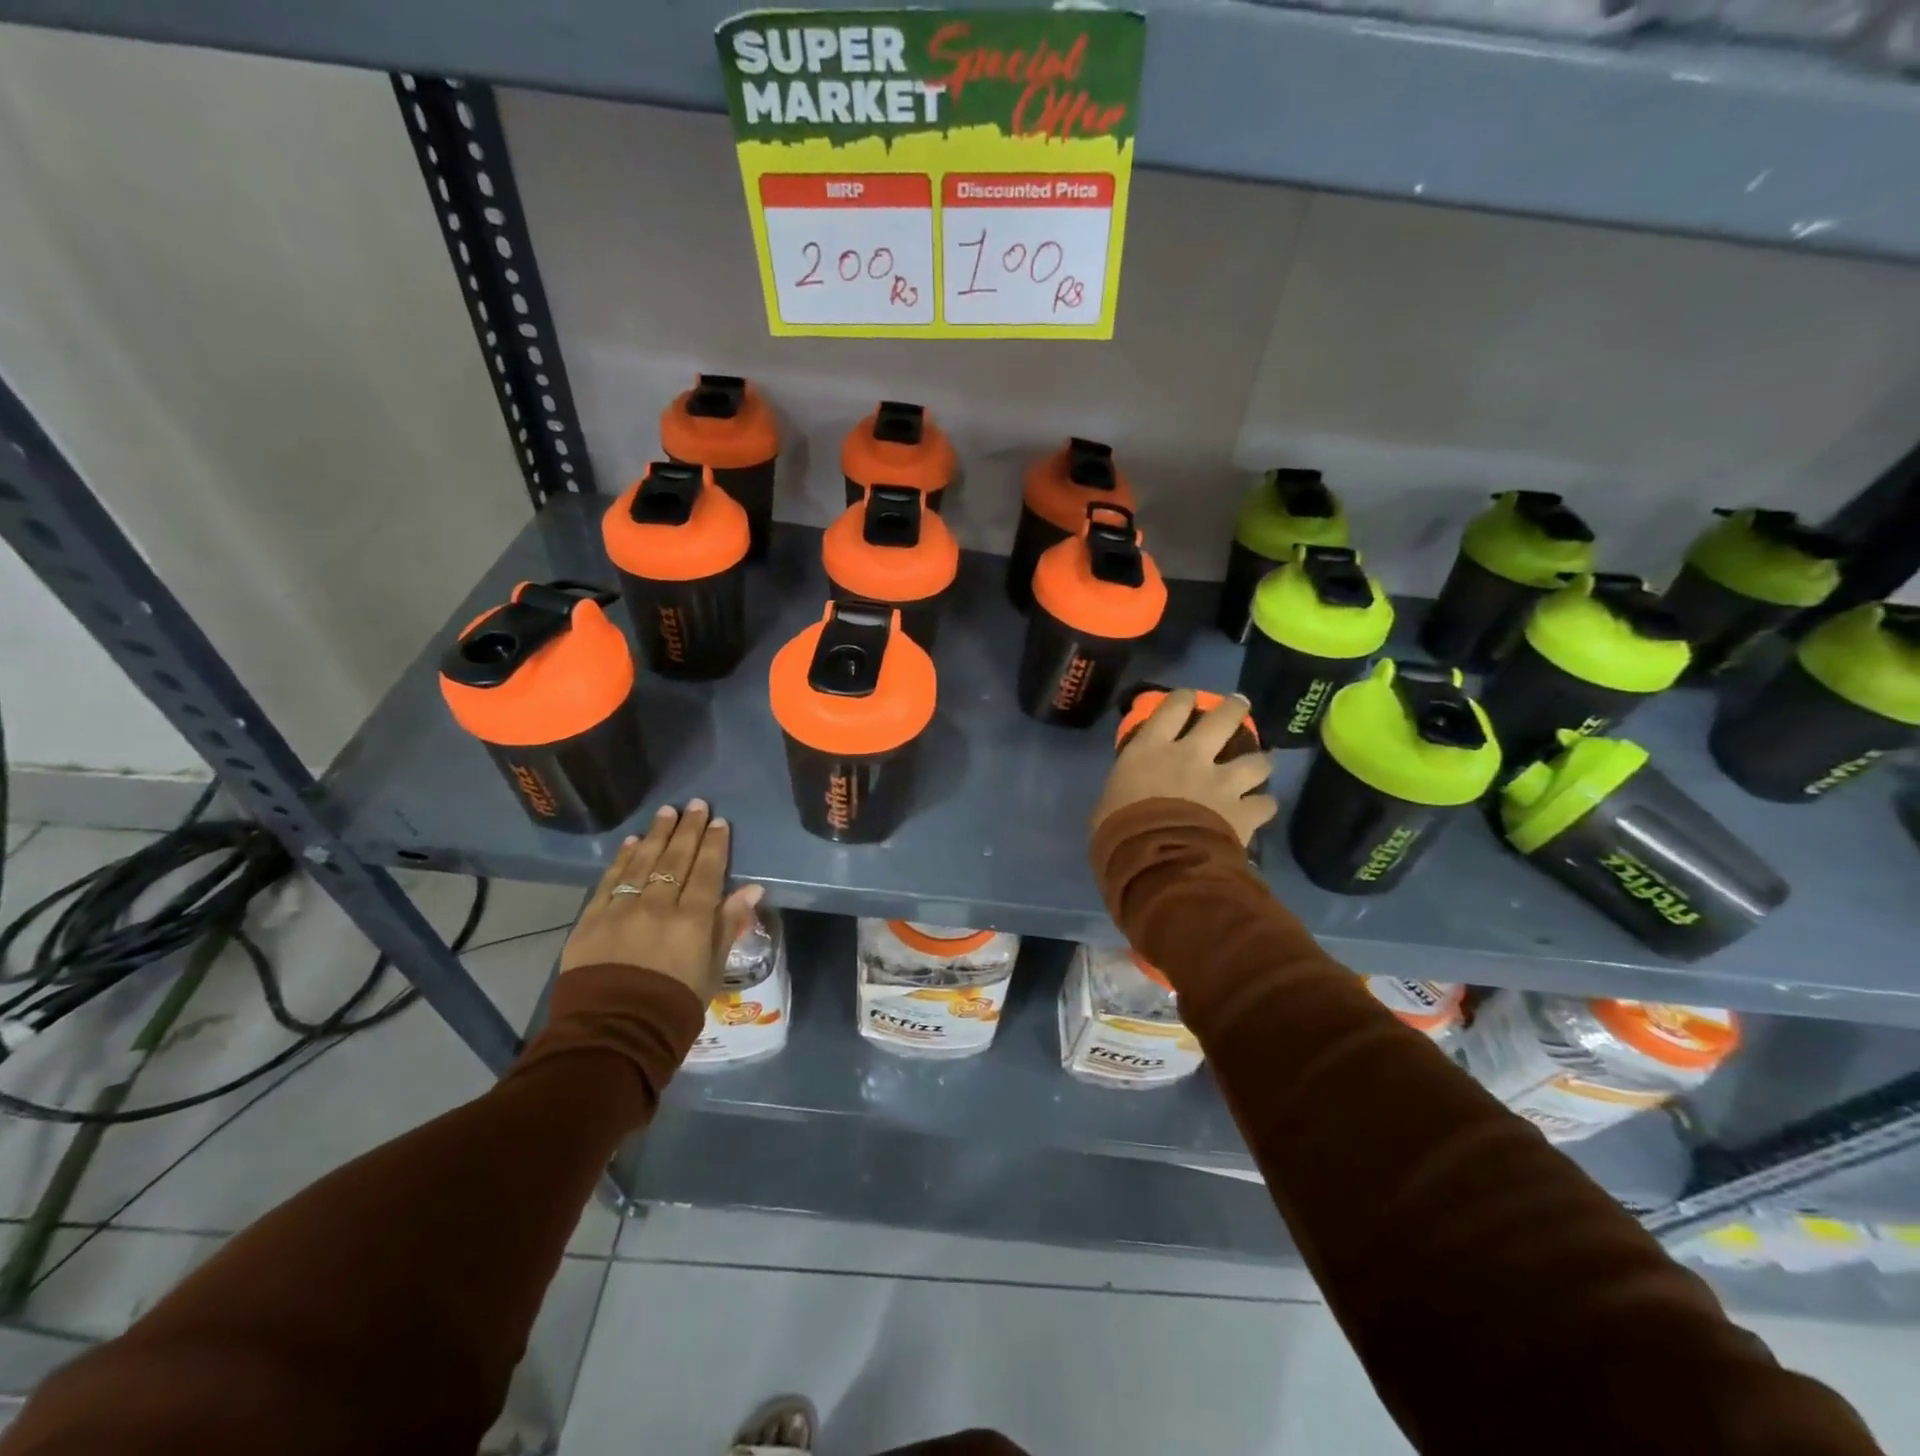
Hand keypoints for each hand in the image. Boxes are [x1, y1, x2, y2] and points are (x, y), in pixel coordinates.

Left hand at [561, 800, 764, 1004]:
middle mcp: (658, 906)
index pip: (707, 872)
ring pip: (643, 862)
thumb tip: (751, 890)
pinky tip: (631, 841)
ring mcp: (622, 910)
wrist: (612, 1035)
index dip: (715, 845)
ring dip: (657, 834)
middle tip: (697, 805)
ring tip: (667, 812)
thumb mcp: (712, 971)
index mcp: (692, 920)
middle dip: (688, 830)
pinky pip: (610, 880)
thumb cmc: (673, 1008)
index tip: (720, 822)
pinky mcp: (592, 920)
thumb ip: (728, 926)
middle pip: (676, 859)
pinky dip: (622, 858)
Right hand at [1091, 690, 1277, 845]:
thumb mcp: (1108, 802)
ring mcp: (1222, 782)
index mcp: (1151, 749)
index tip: (1189, 697)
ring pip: (1255, 760)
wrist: (1156, 860)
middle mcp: (1191, 756)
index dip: (1183, 699)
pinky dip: (1263, 805)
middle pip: (1221, 719)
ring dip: (1259, 761)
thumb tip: (1126, 797)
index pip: (1172, 708)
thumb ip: (1125, 790)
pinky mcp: (1243, 810)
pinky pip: (1264, 804)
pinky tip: (1261, 809)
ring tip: (1261, 764)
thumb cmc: (1118, 830)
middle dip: (1233, 709)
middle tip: (1239, 705)